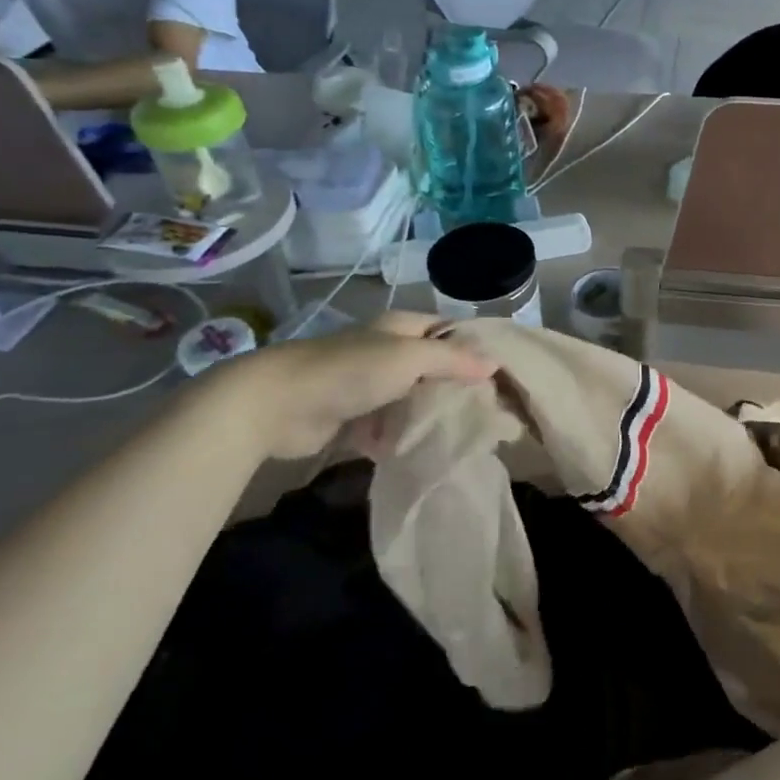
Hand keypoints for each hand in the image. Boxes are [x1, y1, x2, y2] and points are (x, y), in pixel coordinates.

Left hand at [201, 312, 493, 460]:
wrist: (276, 404)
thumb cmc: (350, 370)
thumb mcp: (409, 357)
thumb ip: (452, 359)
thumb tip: (493, 364)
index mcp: (401, 328)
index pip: (448, 330)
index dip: (474, 348)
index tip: (502, 376)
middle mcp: (386, 351)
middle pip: (431, 367)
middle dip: (454, 388)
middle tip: (486, 412)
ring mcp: (367, 385)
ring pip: (410, 399)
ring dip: (427, 416)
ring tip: (458, 437)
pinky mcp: (350, 417)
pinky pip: (385, 427)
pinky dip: (398, 438)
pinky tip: (417, 452)